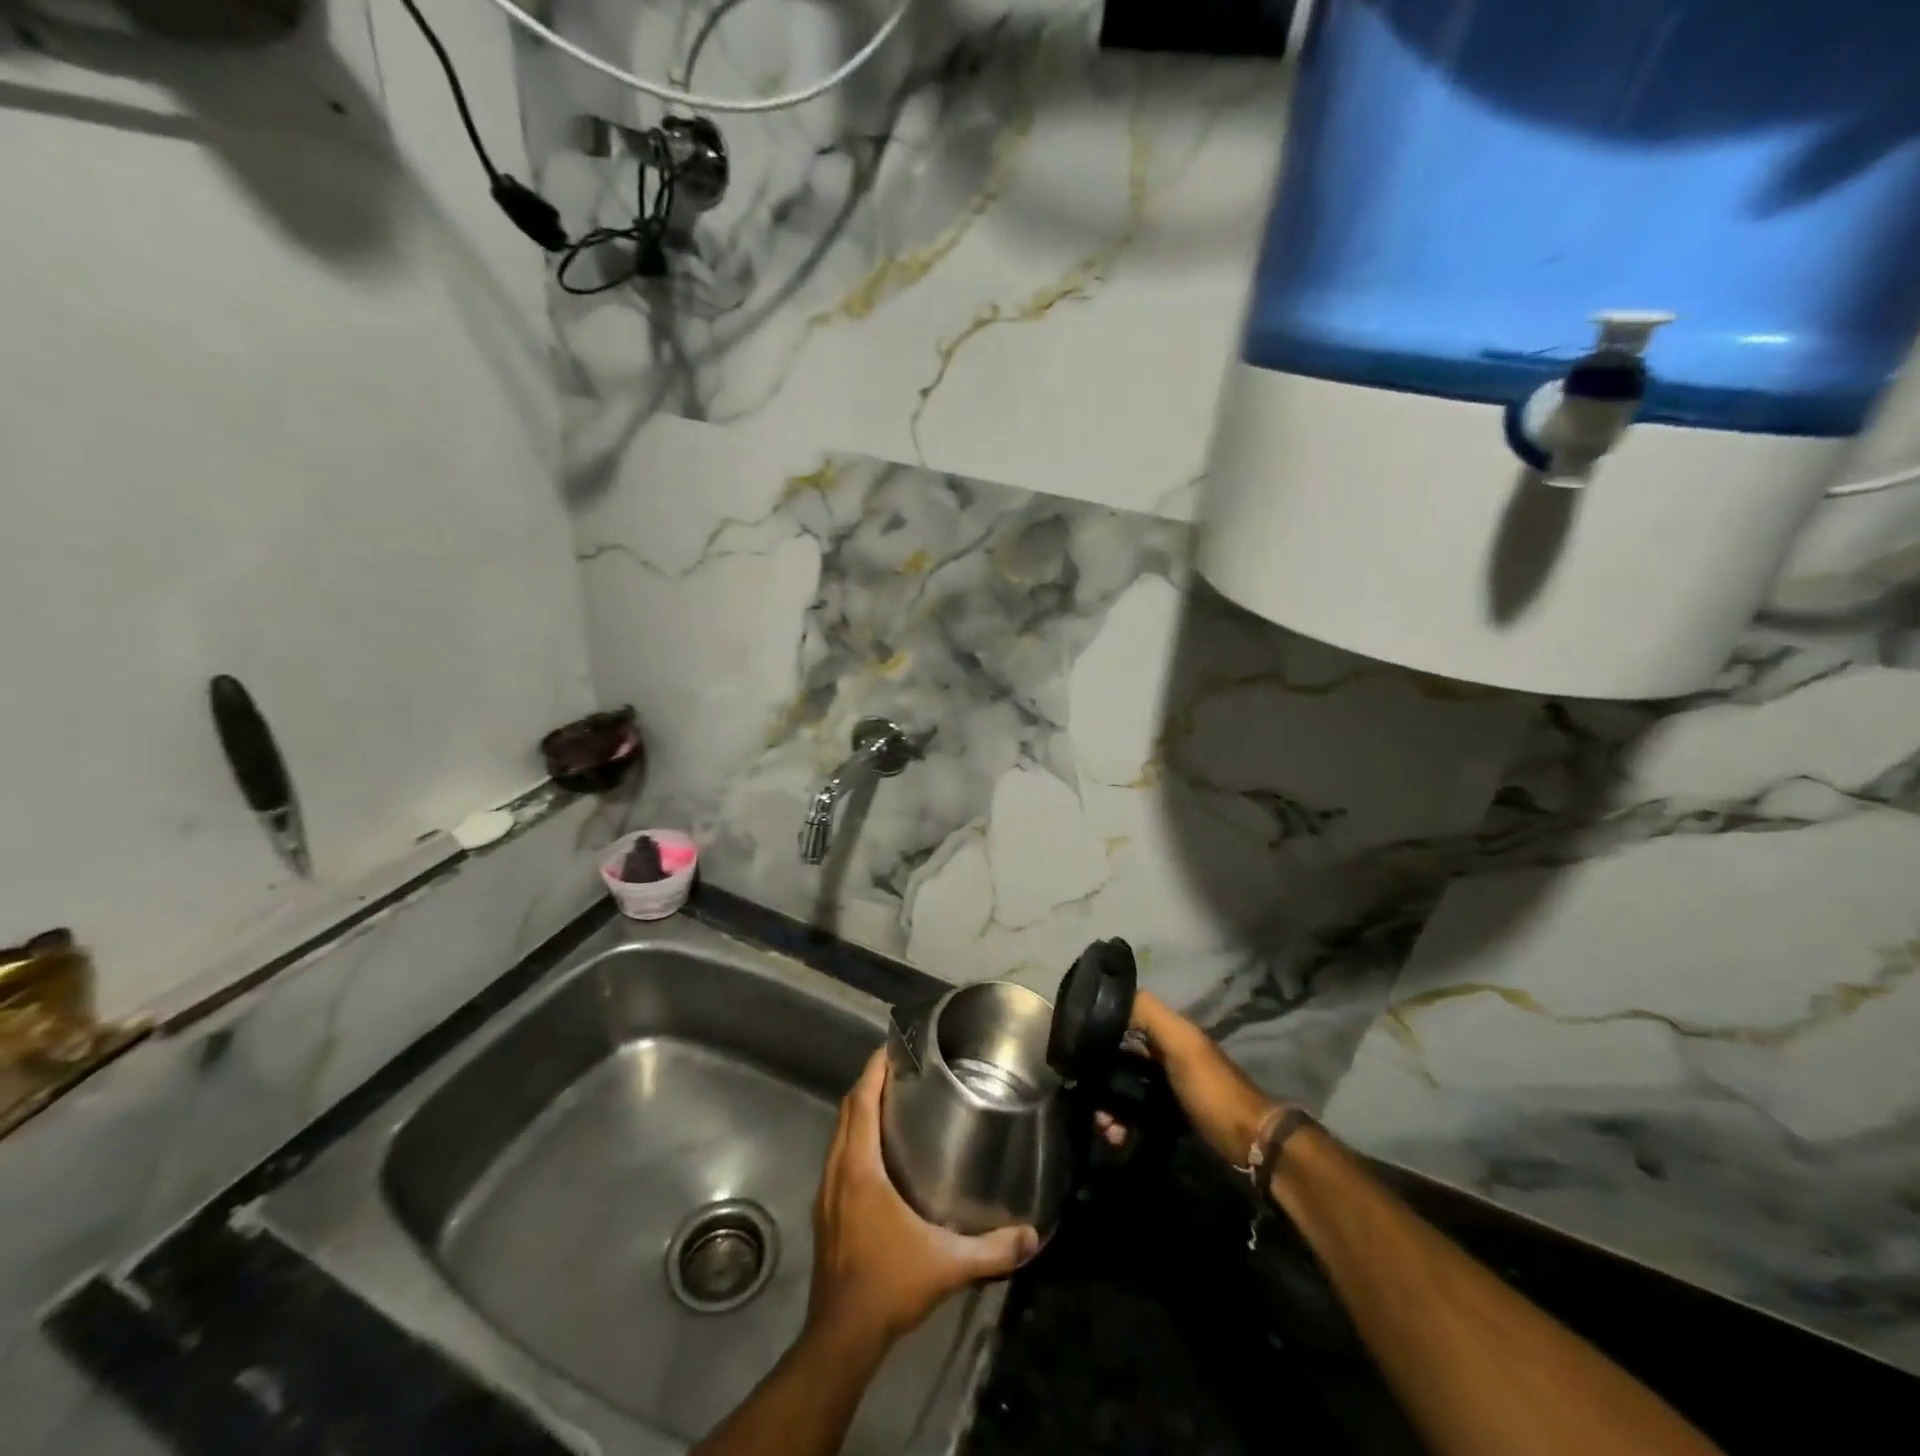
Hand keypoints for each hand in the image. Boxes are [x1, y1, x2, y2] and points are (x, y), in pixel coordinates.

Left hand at [806, 1048, 1039, 1351]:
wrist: (842, 1336)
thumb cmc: (889, 1285)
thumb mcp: (947, 1265)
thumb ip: (992, 1249)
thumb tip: (1034, 1235)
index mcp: (859, 1169)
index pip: (861, 1102)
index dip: (873, 1070)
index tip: (892, 1047)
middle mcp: (837, 1171)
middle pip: (847, 1110)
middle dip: (869, 1083)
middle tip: (900, 1068)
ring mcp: (826, 1192)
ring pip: (838, 1133)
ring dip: (859, 1110)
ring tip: (891, 1100)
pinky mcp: (825, 1211)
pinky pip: (837, 1156)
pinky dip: (853, 1137)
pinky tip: (877, 1151)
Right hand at [1096, 990, 1281, 1166]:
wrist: (1249, 1145)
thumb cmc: (1211, 1088)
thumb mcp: (1181, 1043)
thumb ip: (1149, 1014)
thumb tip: (1106, 996)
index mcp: (1168, 1033)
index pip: (1123, 1021)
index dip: (1098, 1030)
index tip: (1074, 1047)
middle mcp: (1164, 1055)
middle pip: (1119, 1059)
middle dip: (1099, 1076)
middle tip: (1085, 1097)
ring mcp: (1166, 1088)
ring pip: (1124, 1089)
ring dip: (1108, 1105)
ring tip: (1103, 1127)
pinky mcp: (1168, 1118)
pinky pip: (1134, 1115)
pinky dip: (1121, 1123)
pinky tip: (1115, 1136)